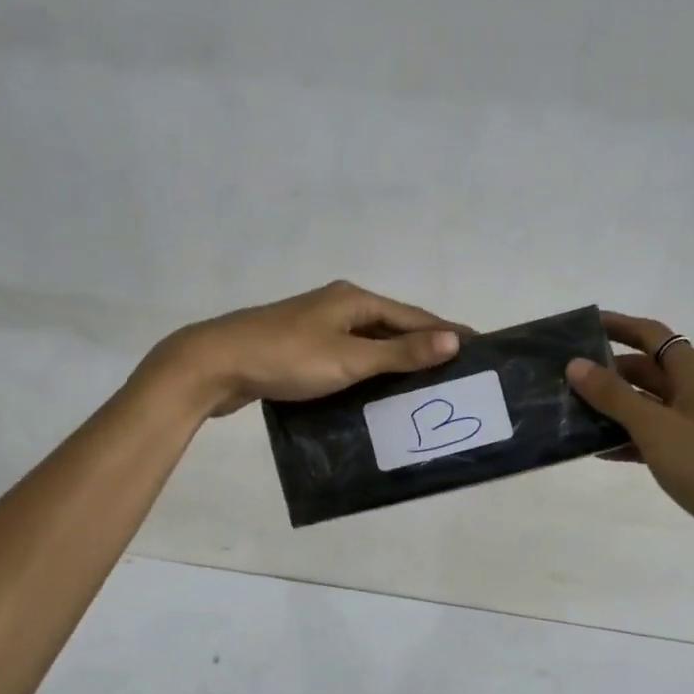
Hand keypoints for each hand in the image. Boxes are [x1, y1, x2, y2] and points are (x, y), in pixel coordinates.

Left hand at [150, 280, 464, 417]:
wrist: (215, 365)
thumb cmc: (287, 358)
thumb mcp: (349, 358)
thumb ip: (400, 353)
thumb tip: (454, 341)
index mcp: (353, 300)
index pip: (412, 316)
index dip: (446, 332)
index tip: (478, 347)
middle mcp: (337, 307)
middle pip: (391, 328)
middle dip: (422, 348)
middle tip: (454, 374)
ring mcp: (316, 328)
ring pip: (367, 345)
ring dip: (394, 363)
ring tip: (422, 387)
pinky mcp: (299, 350)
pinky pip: (346, 359)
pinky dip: (366, 373)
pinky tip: (375, 393)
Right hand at [567, 313, 693, 579]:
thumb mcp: (655, 426)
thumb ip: (613, 395)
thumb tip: (575, 364)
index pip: (650, 335)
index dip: (617, 326)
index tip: (579, 327)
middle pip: (645, 370)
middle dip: (606, 372)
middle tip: (561, 379)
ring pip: (646, 406)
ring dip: (612, 408)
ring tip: (569, 414)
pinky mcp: (693, 457)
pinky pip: (652, 437)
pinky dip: (626, 440)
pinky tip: (597, 451)